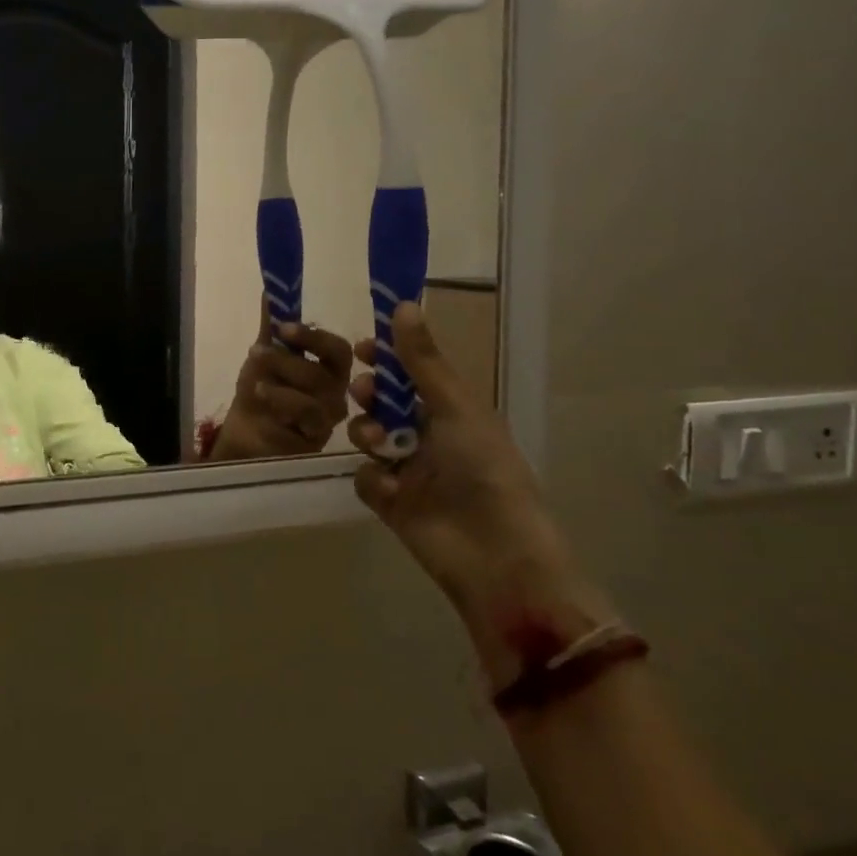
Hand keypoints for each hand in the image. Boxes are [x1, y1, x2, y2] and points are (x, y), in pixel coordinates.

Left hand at [206, 304, 353, 461]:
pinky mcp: (315, 440)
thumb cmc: (261, 393)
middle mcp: (335, 393)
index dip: (313, 337)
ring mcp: (327, 419)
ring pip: (318, 397)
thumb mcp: (263, 356)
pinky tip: (264, 398)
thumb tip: (270, 290)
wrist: (245, 433)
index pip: (337, 350)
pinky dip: (283, 404)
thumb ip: (270, 327)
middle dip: (289, 359)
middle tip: (258, 352)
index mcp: (329, 370)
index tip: (282, 327)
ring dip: (282, 383)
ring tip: (255, 382)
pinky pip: (307, 420)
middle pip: (328, 373)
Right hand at [348, 303, 614, 683]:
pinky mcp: (390, 502)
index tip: (363, 347)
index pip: (411, 373)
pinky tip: (392, 488)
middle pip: (383, 403)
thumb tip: (403, 304)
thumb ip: (422, 360)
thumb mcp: (454, 406)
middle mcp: (428, 435)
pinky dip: (374, 479)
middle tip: (365, 393)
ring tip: (381, 446)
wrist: (493, 551)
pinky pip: (365, 477)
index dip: (387, 358)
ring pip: (367, 437)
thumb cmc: (484, 468)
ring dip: (369, 435)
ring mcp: (407, 469)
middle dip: (370, 395)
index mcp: (451, 410)